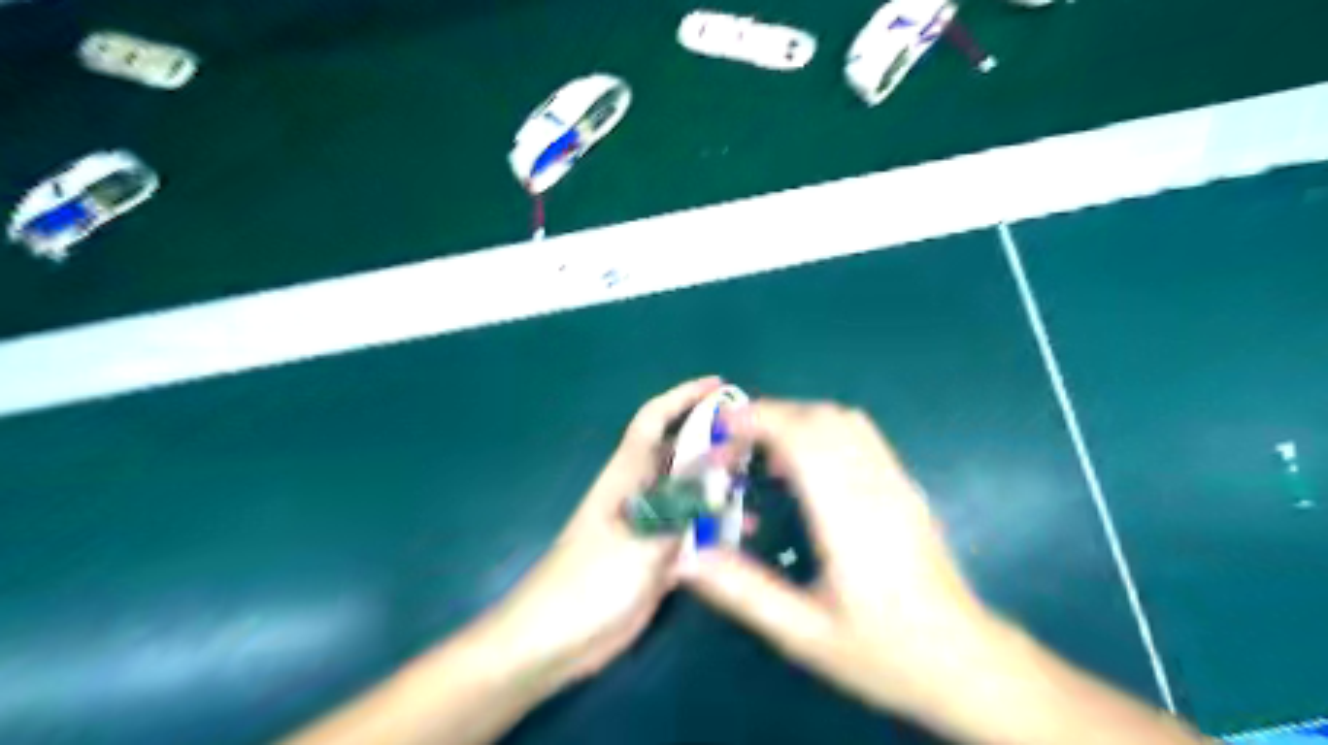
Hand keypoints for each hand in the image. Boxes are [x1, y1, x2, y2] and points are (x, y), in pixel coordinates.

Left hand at [485, 379, 724, 685]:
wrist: (555, 640)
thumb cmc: (592, 580)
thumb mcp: (643, 536)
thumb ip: (685, 500)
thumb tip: (722, 460)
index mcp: (627, 475)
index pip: (654, 420)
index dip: (683, 397)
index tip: (719, 385)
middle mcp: (641, 493)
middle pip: (679, 454)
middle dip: (713, 442)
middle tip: (754, 442)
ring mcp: (649, 526)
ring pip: (690, 494)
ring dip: (719, 487)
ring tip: (756, 486)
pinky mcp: (656, 558)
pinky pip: (693, 533)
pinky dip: (716, 529)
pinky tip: (743, 535)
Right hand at [678, 403, 989, 721]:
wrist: (967, 661)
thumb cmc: (885, 652)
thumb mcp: (805, 635)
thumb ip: (744, 593)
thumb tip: (688, 557)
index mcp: (850, 518)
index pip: (804, 438)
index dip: (759, 421)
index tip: (721, 431)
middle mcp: (876, 487)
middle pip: (822, 418)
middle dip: (770, 416)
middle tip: (732, 447)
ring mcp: (896, 482)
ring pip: (844, 419)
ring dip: (796, 419)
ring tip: (762, 452)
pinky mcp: (905, 486)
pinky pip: (861, 435)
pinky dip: (822, 429)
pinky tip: (803, 466)